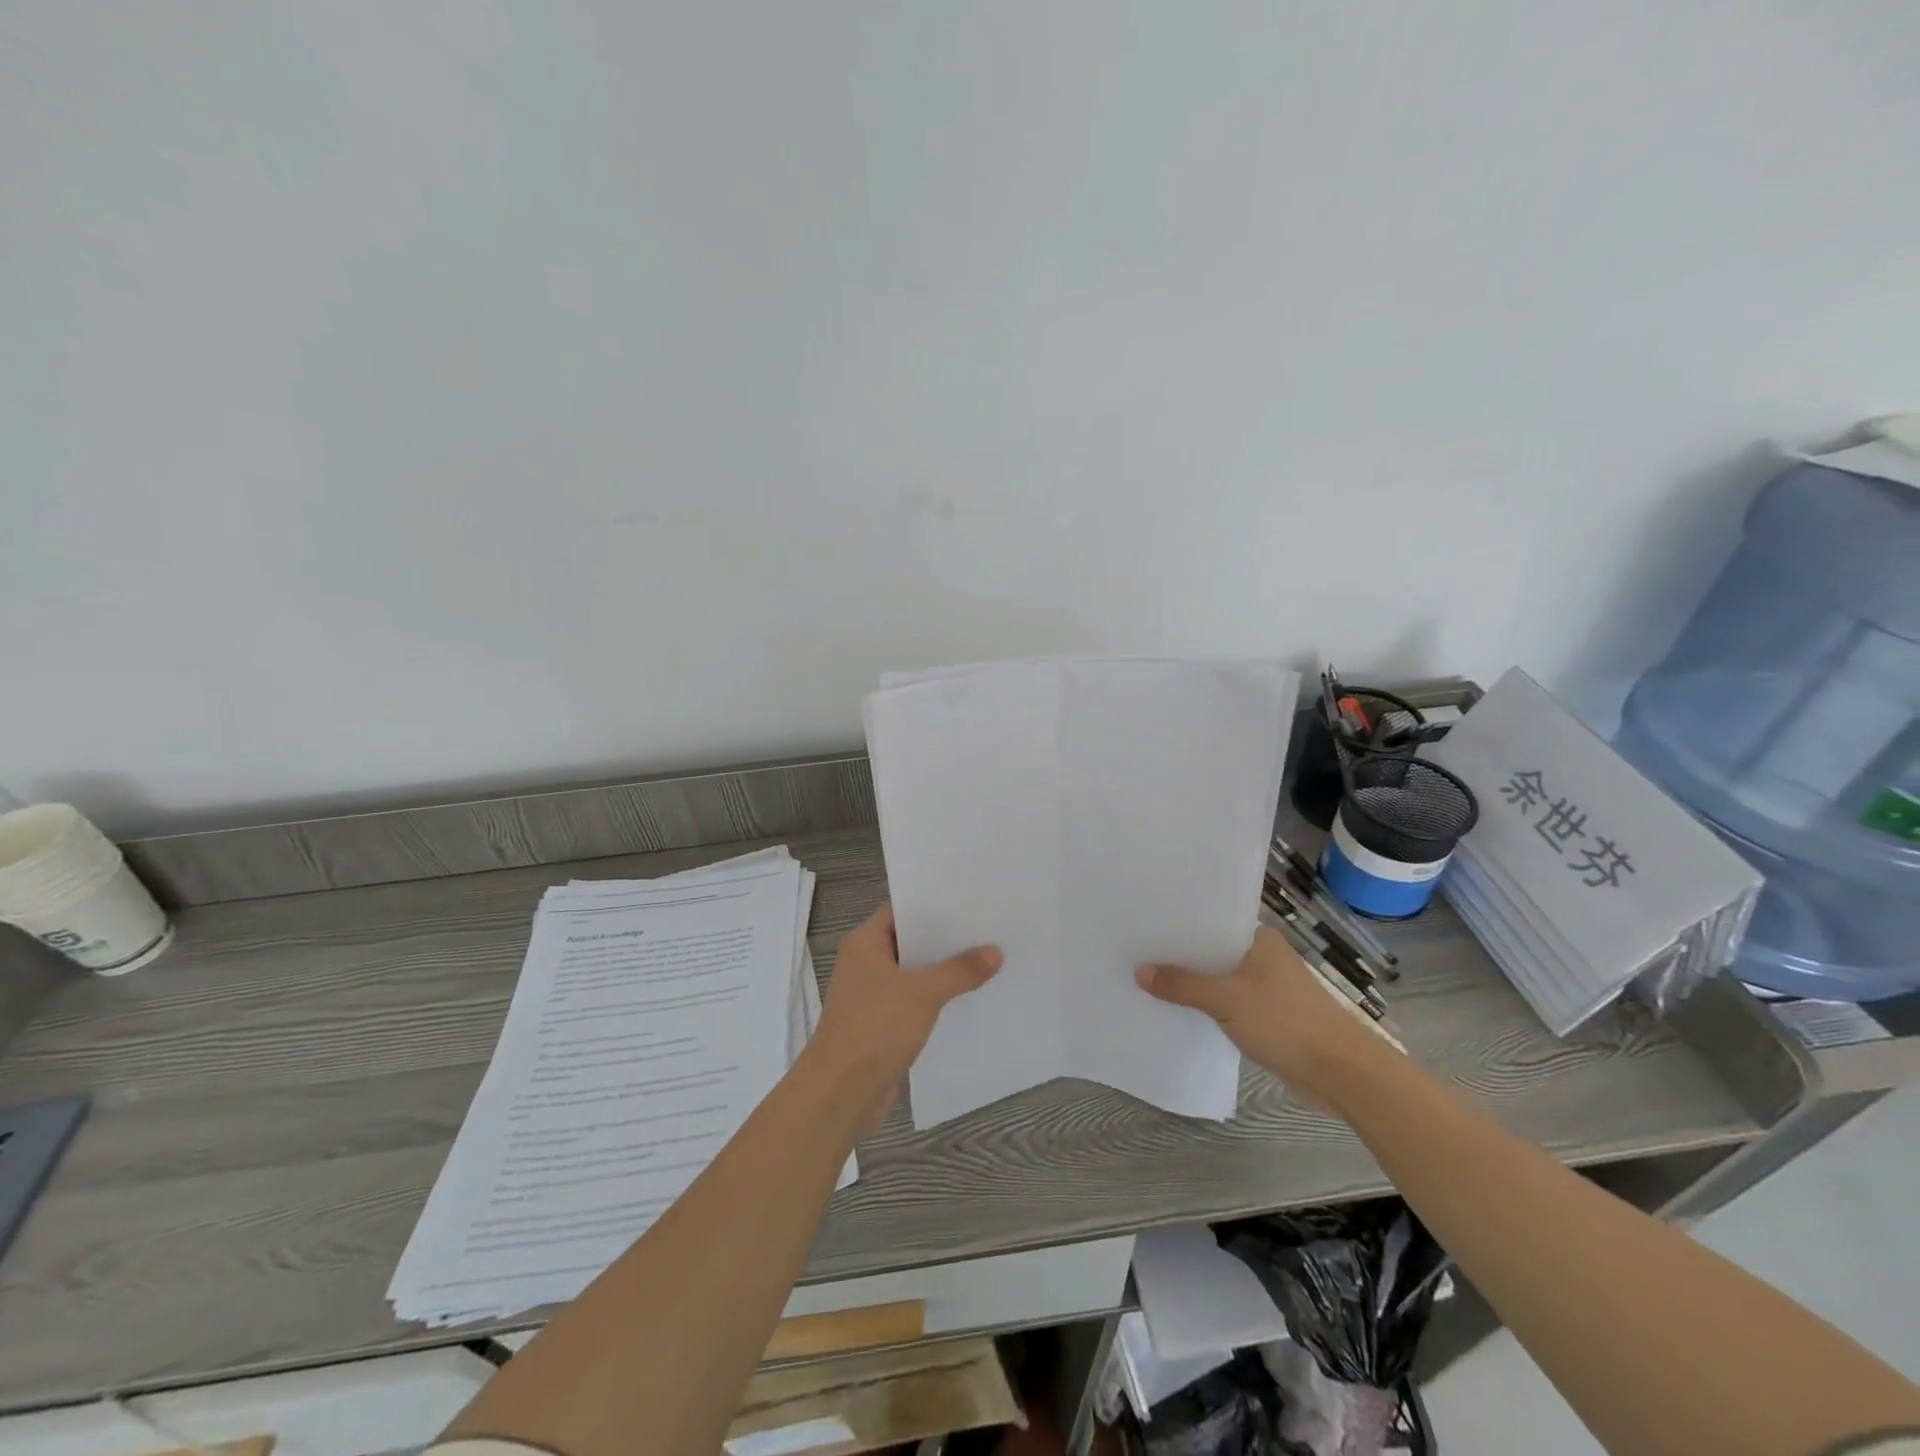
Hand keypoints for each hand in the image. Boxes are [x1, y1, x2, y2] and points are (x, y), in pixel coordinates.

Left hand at [811, 904, 1002, 1121]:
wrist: (841, 1092)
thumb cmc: (875, 1027)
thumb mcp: (923, 993)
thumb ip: (959, 971)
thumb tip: (995, 952)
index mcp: (865, 943)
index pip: (900, 910)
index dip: (932, 903)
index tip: (968, 898)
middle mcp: (865, 963)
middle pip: (910, 942)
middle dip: (945, 938)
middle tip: (987, 926)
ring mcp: (872, 995)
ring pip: (914, 974)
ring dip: (943, 971)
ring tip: (987, 958)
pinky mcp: (881, 1024)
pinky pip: (914, 1002)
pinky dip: (936, 999)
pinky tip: (968, 997)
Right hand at [1135, 926, 1395, 1107]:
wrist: (1342, 1073)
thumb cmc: (1285, 1022)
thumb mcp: (1226, 999)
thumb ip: (1182, 985)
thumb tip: (1139, 971)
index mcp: (1258, 938)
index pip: (1210, 920)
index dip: (1178, 922)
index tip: (1143, 922)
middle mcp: (1263, 956)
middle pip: (1212, 949)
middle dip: (1179, 954)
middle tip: (1135, 949)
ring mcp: (1268, 986)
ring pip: (1219, 976)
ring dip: (1192, 981)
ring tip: (1147, 977)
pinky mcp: (1269, 1014)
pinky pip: (1228, 1001)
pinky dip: (1207, 1003)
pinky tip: (1179, 1008)